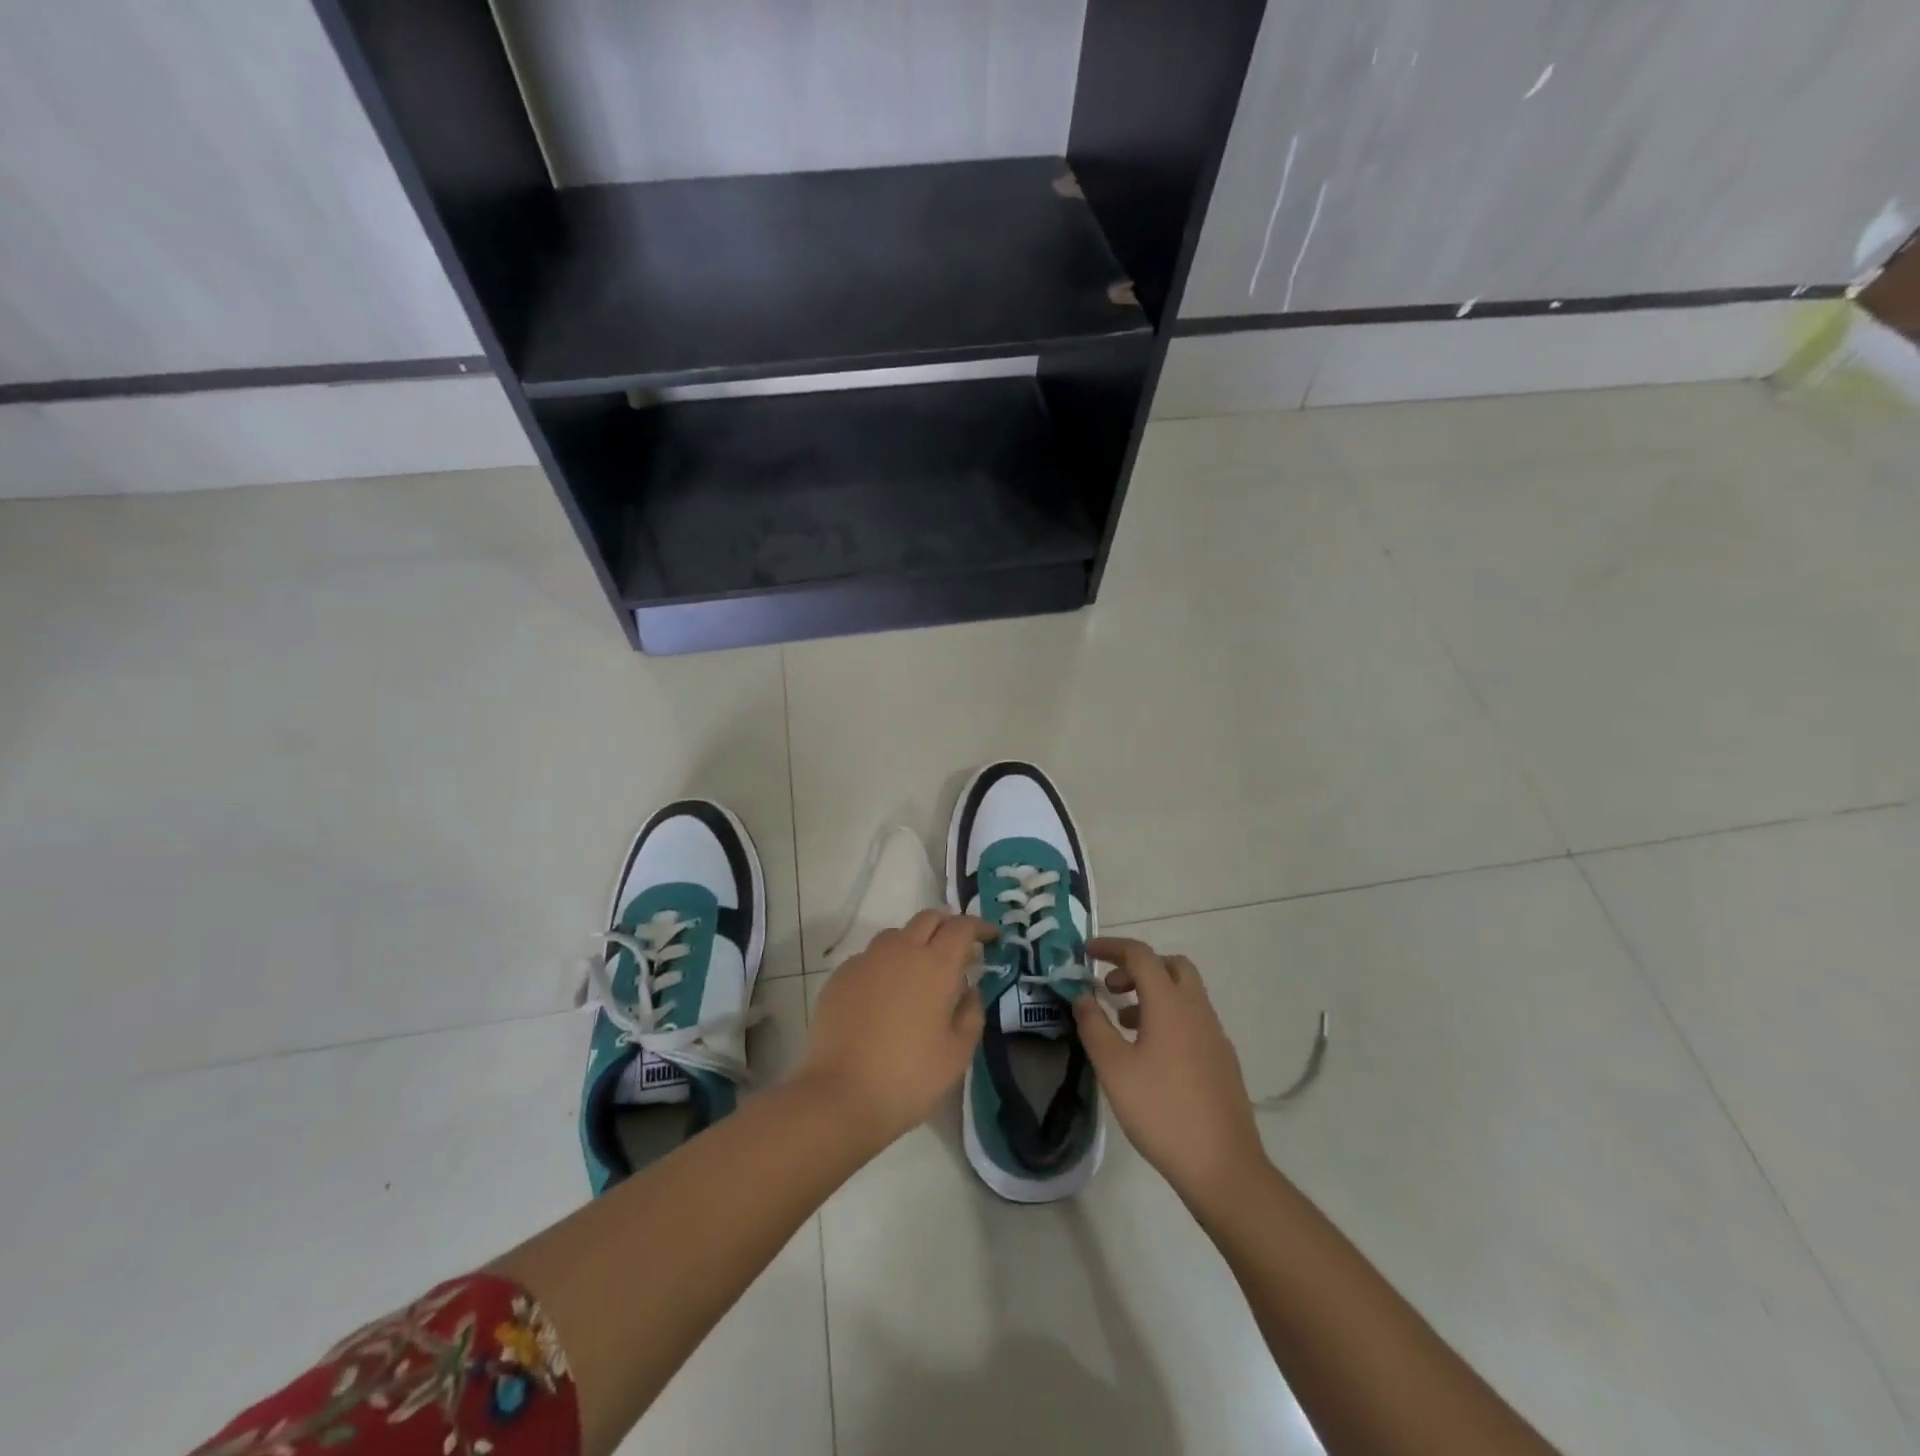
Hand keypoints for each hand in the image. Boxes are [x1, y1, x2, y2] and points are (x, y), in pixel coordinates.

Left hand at [797, 910, 991, 1149]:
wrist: (840, 1095)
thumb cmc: (909, 1076)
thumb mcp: (957, 1053)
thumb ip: (971, 1013)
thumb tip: (969, 989)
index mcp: (935, 965)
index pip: (962, 927)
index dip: (980, 927)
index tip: (992, 937)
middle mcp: (900, 951)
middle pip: (928, 919)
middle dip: (948, 925)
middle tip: (959, 948)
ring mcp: (866, 960)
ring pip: (896, 935)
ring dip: (915, 942)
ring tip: (921, 971)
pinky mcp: (840, 977)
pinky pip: (870, 958)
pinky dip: (886, 965)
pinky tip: (886, 994)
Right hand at [1074, 937, 1267, 1209]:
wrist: (1223, 1166)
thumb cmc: (1161, 1111)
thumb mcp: (1114, 1068)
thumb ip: (1094, 1026)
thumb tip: (1082, 996)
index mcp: (1170, 1004)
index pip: (1141, 955)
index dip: (1111, 947)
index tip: (1086, 952)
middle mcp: (1197, 1010)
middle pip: (1171, 966)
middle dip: (1138, 967)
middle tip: (1112, 988)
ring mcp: (1215, 1035)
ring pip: (1184, 993)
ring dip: (1153, 993)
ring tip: (1124, 1024)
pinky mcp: (1222, 1059)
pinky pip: (1193, 1019)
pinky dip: (1168, 1017)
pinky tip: (1151, 1054)